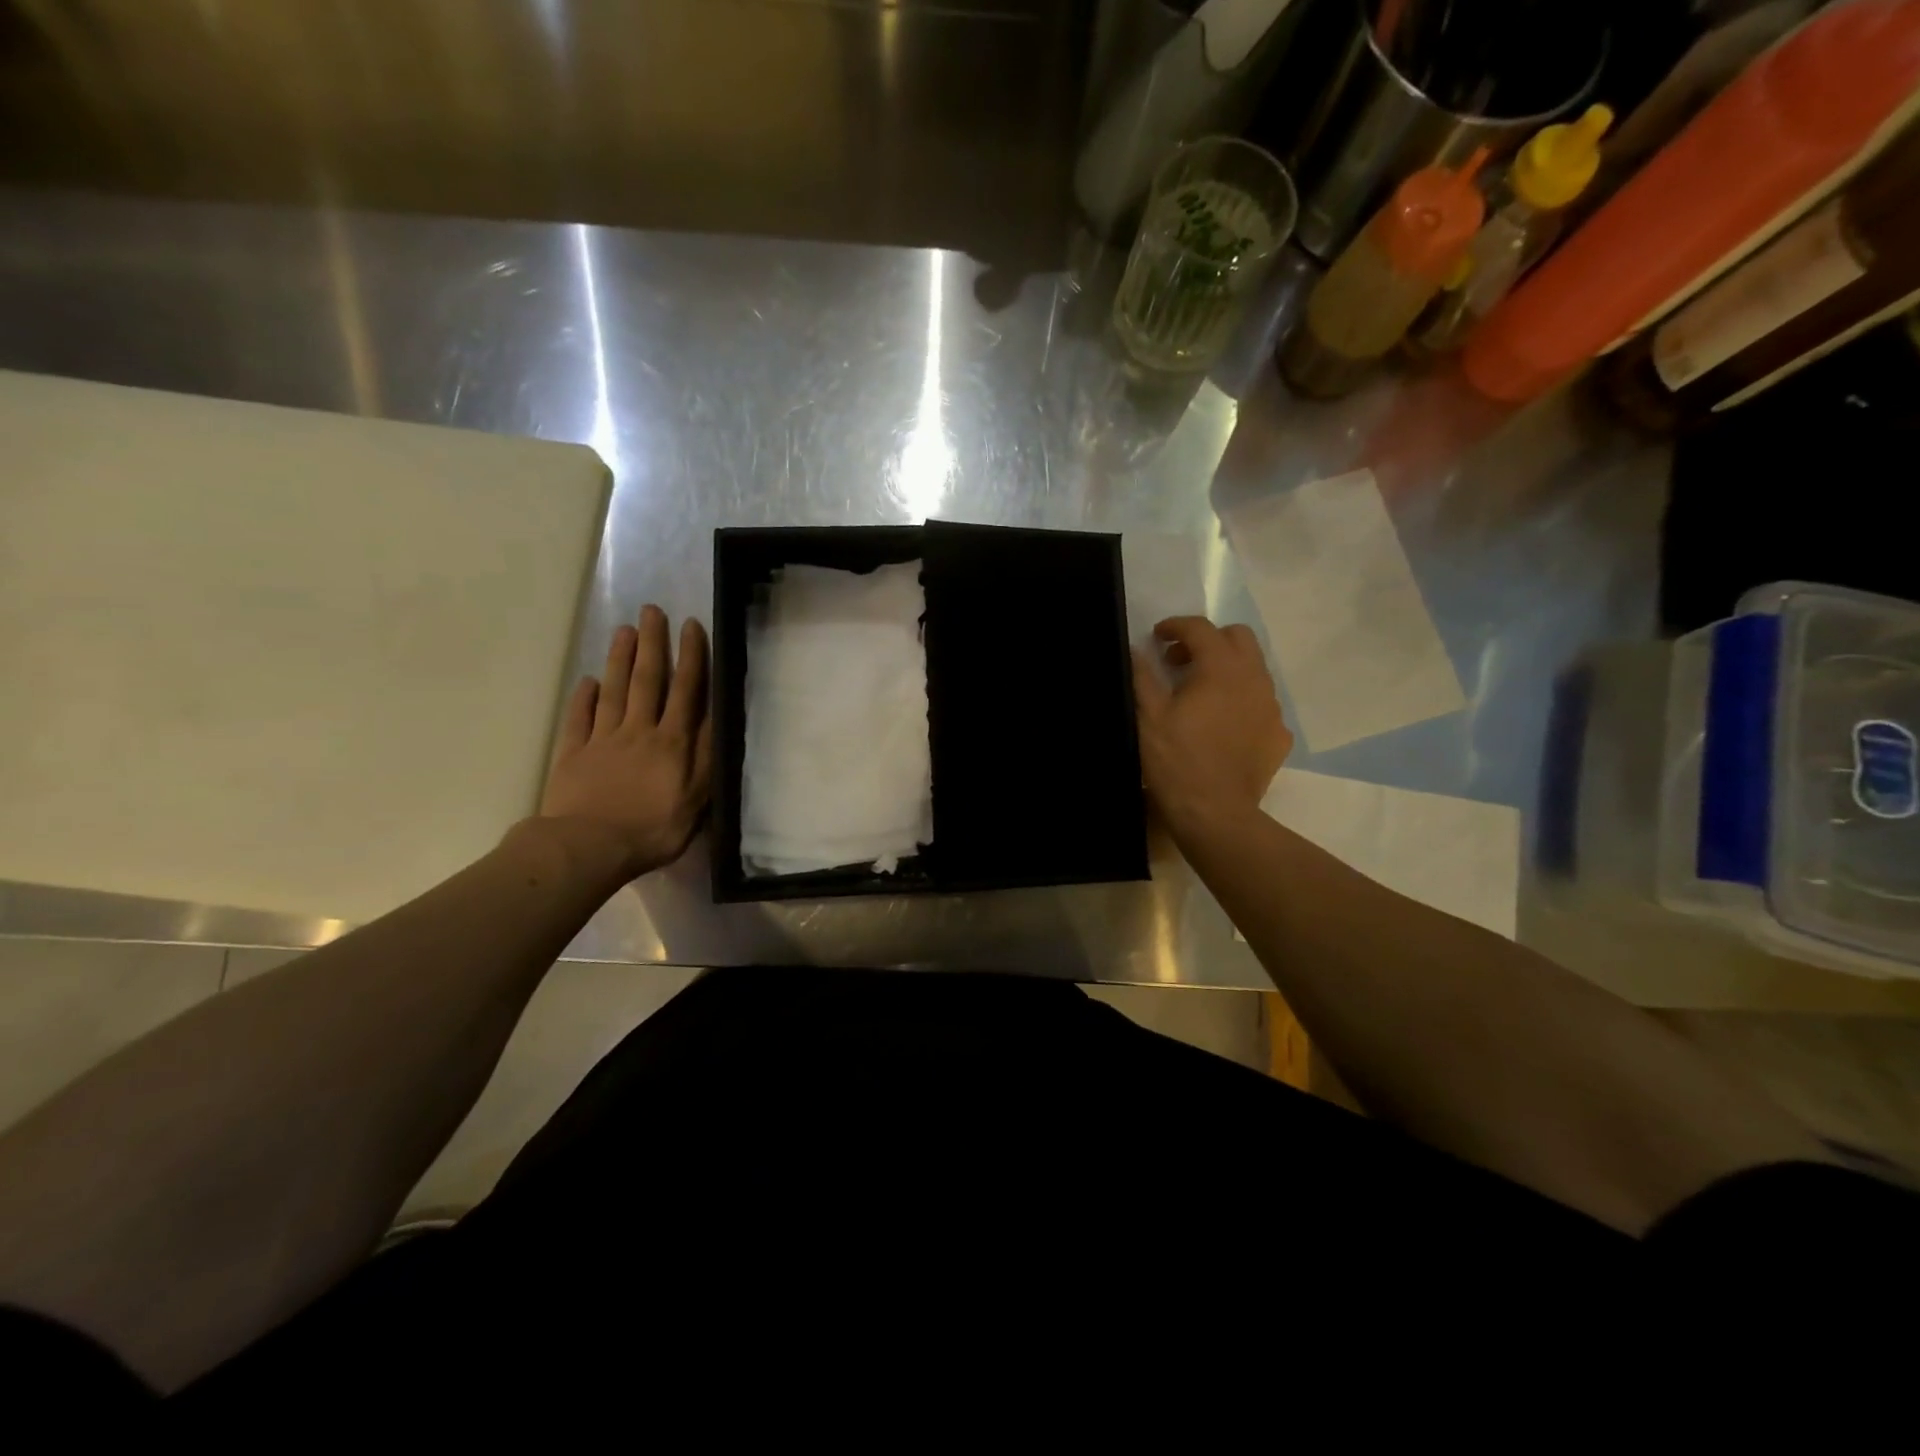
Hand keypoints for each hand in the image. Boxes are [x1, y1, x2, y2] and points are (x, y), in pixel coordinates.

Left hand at [536, 605, 712, 881]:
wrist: (589, 847)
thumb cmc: (653, 829)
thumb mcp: (697, 799)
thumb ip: (706, 757)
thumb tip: (716, 717)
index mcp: (672, 741)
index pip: (685, 690)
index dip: (690, 656)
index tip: (690, 625)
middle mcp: (638, 730)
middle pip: (646, 680)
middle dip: (652, 643)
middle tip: (651, 610)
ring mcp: (602, 740)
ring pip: (613, 690)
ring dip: (619, 658)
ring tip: (624, 630)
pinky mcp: (573, 754)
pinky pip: (579, 718)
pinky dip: (584, 697)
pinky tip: (588, 681)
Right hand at [1132, 616, 1290, 837]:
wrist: (1215, 813)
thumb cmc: (1176, 761)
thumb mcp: (1148, 717)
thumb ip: (1142, 676)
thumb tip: (1137, 650)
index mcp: (1220, 669)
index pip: (1201, 628)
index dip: (1176, 626)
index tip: (1157, 637)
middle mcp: (1254, 679)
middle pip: (1238, 638)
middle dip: (1208, 640)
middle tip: (1180, 662)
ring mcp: (1271, 708)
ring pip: (1254, 669)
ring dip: (1227, 668)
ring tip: (1200, 692)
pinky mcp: (1278, 734)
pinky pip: (1261, 703)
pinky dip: (1241, 700)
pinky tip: (1223, 723)